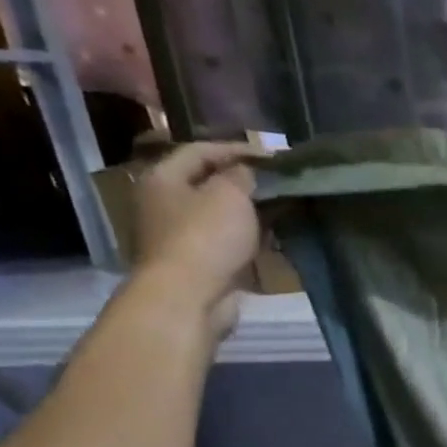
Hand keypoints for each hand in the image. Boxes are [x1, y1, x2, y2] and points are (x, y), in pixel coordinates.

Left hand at [128, 143, 261, 338]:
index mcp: (164, 178)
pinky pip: (227, 244)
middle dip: (245, 183)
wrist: (189, 298)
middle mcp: (165, 204)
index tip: (274, 155)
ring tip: (282, 211)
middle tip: (279, 183)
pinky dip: (248, 240)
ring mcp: (180, 237)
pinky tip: (272, 240)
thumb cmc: (206, 237)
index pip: (201, 151)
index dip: (238, 149)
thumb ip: (243, 176)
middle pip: (208, 184)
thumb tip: (249, 172)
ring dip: (250, 214)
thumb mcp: (230, 194)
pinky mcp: (198, 265)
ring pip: (221, 216)